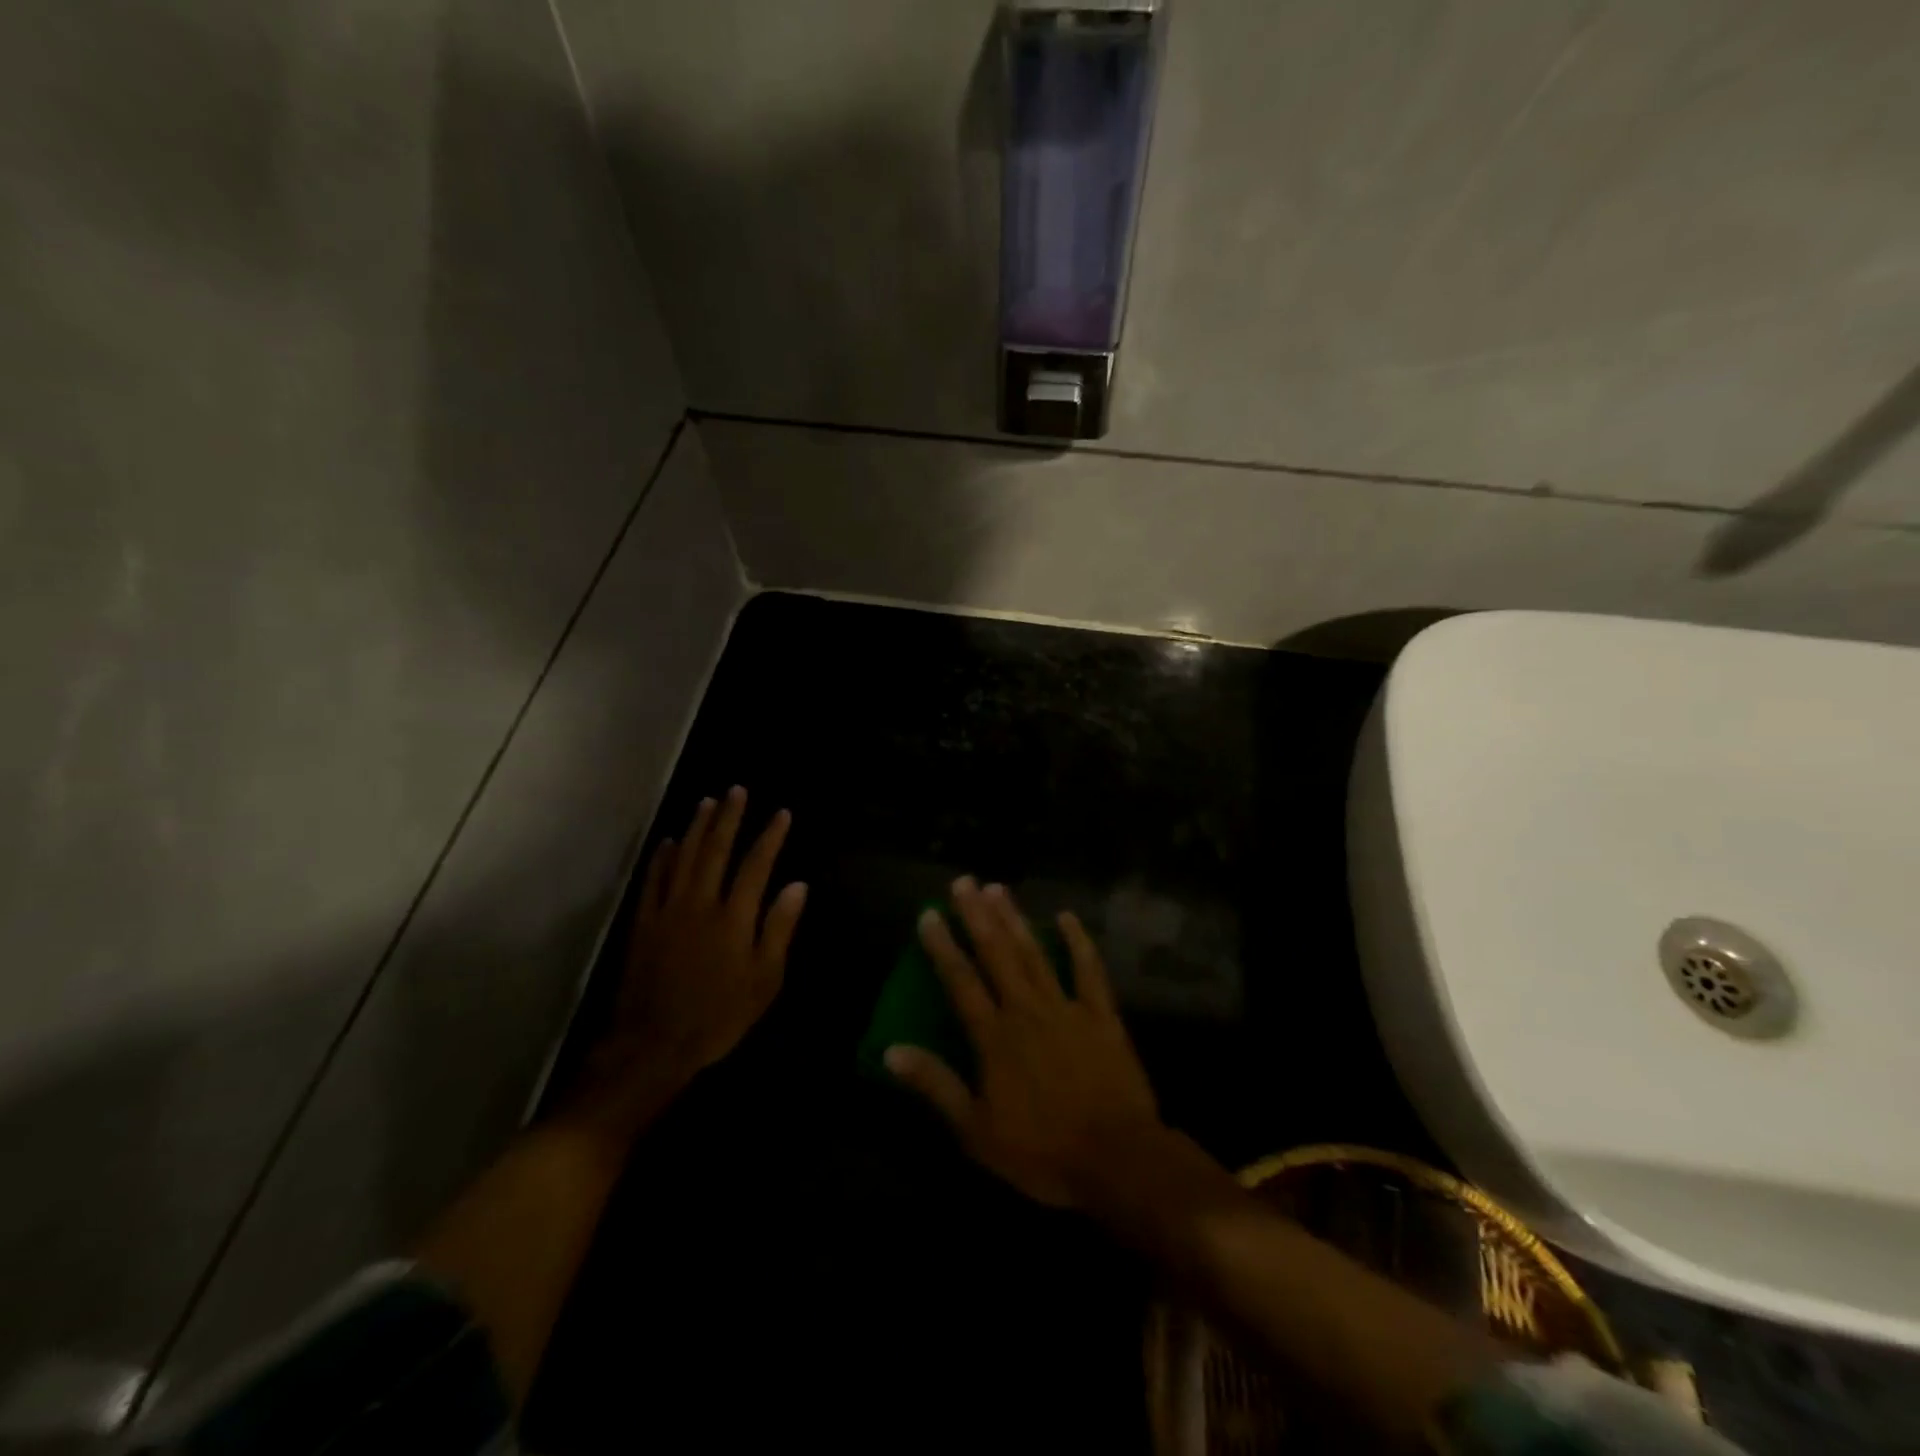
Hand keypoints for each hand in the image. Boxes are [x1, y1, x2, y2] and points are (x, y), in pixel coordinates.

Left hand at [578, 788, 806, 1129]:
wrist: (653, 1044)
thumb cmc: (719, 1015)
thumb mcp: (764, 979)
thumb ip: (779, 928)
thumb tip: (797, 885)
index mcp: (734, 917)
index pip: (756, 864)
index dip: (770, 836)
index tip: (781, 813)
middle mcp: (700, 903)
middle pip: (716, 850)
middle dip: (729, 818)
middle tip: (737, 791)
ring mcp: (668, 910)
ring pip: (683, 857)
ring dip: (696, 827)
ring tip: (707, 802)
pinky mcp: (644, 923)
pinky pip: (653, 880)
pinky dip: (661, 858)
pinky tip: (667, 842)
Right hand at [885, 878, 1161, 1208]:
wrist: (1117, 1159)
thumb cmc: (1042, 1151)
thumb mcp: (976, 1130)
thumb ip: (935, 1085)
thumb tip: (891, 1051)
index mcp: (995, 1036)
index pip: (961, 981)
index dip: (942, 946)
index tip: (928, 914)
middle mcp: (1026, 1010)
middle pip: (996, 954)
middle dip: (977, 916)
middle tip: (962, 881)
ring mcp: (1067, 1008)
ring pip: (1035, 953)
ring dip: (1015, 919)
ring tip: (998, 888)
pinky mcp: (1102, 1015)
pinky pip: (1089, 970)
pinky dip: (1078, 942)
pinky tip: (1067, 917)